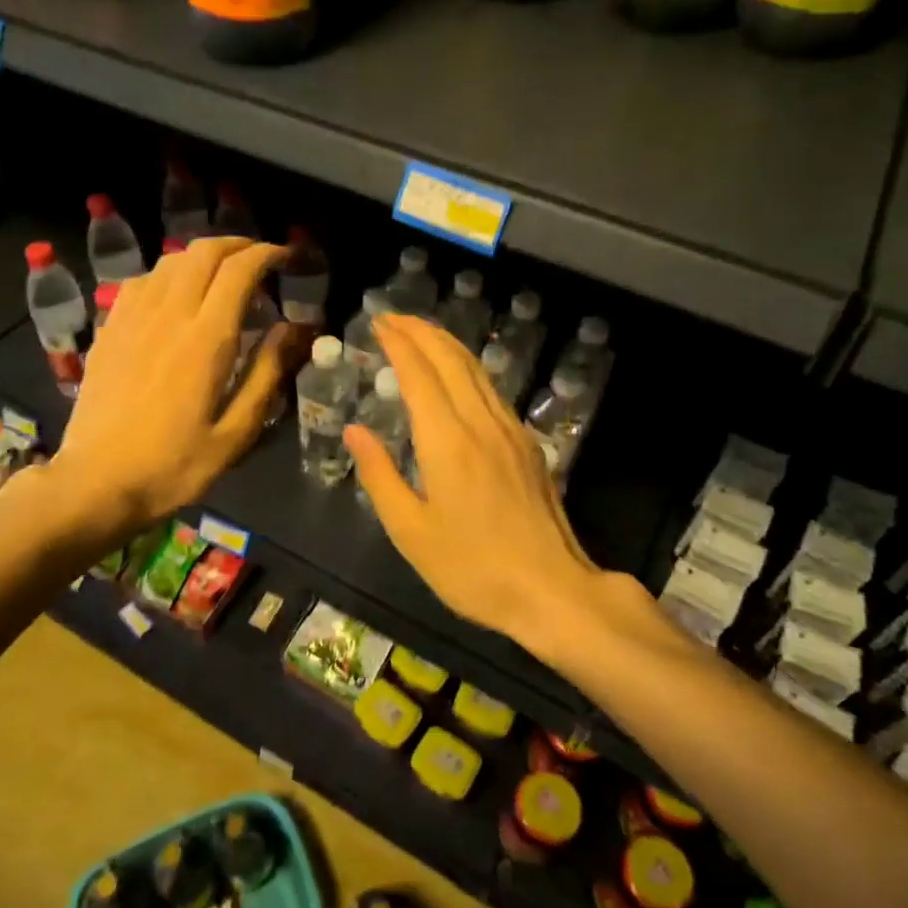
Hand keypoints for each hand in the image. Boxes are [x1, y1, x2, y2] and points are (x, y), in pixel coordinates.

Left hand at [51, 238, 294, 535]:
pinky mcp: (109, 330)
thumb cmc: (174, 466)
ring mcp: (132, 319)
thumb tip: (294, 328)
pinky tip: (174, 294)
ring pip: (170, 261)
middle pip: (203, 252)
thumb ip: (268, 374)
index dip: (268, 254)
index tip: (288, 258)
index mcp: (206, 339)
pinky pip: (141, 282)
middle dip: (238, 244)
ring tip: (222, 273)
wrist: (96, 483)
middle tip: (260, 259)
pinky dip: (168, 274)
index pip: (240, 270)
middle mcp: (168, 315)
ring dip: (202, 256)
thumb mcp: (235, 433)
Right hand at [345, 315, 616, 656]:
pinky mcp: (527, 446)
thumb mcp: (410, 532)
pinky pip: (492, 390)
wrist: (552, 590)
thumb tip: (355, 430)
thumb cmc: (472, 568)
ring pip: (477, 370)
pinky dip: (468, 368)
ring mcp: (510, 432)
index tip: (378, 323)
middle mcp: (481, 424)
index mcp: (447, 442)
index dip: (398, 343)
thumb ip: (379, 475)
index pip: (419, 374)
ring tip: (421, 333)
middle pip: (451, 359)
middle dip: (421, 331)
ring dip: (446, 344)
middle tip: (394, 317)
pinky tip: (459, 376)